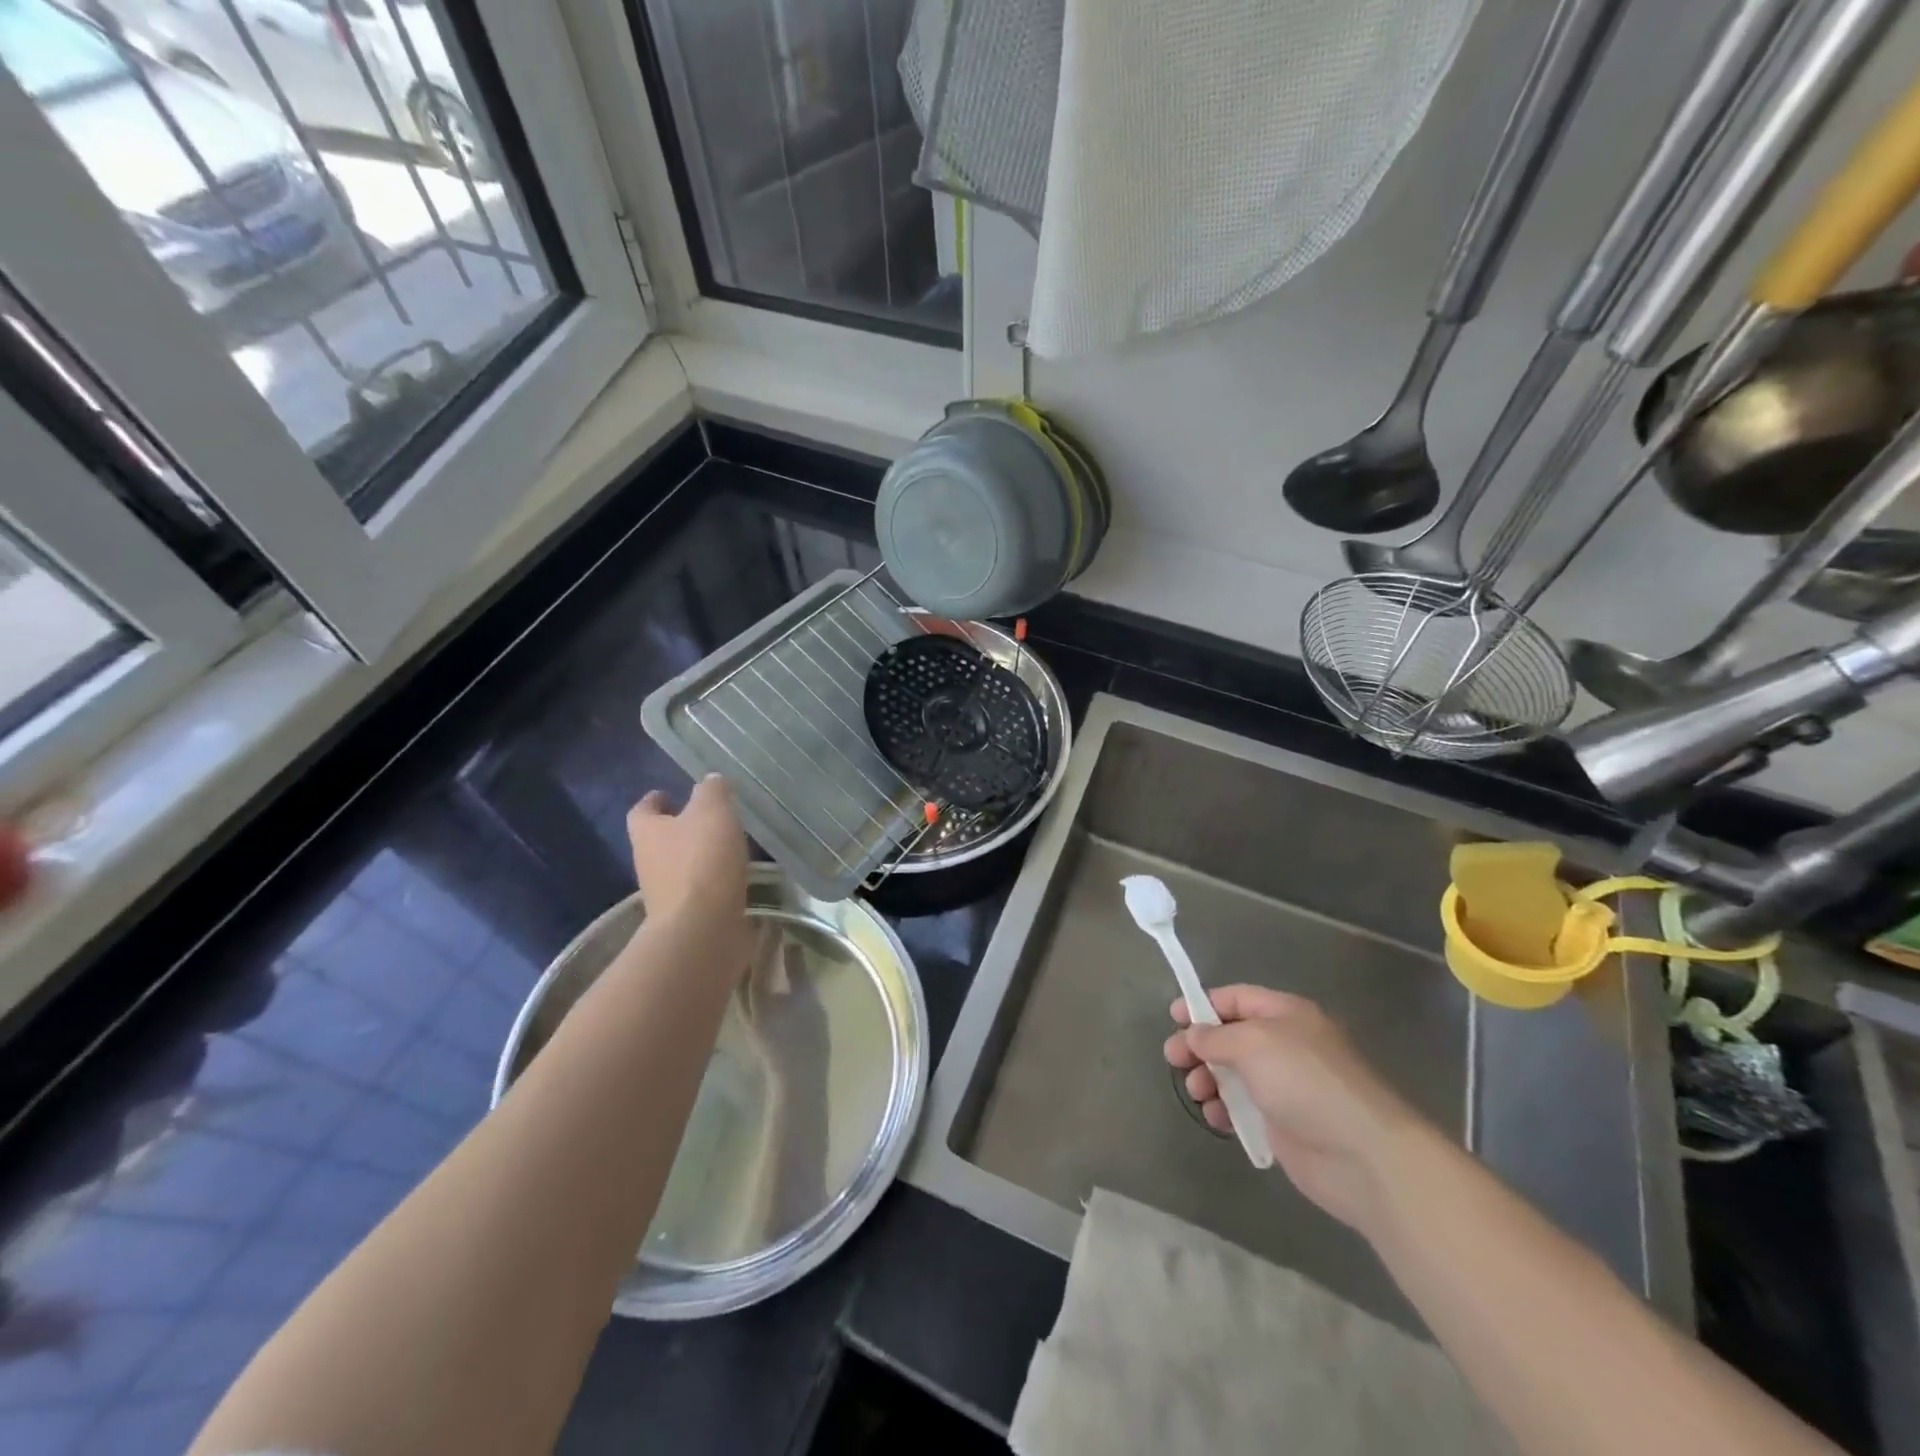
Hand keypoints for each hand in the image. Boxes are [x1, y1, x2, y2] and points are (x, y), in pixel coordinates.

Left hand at [626, 776, 748, 932]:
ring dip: (698, 858)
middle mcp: (648, 862)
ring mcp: (665, 894)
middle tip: (707, 819)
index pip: (643, 810)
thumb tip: (710, 780)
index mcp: (648, 832)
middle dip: (679, 830)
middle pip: (659, 840)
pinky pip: (699, 892)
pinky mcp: (686, 917)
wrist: (702, 929)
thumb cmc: (702, 861)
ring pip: (680, 867)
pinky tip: (736, 878)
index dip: (654, 800)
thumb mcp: (712, 811)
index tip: (668, 793)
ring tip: (728, 848)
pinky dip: (713, 883)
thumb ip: (712, 791)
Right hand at [1163, 986, 1423, 1235]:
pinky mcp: (1284, 1124)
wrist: (1361, 1155)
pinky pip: (1243, 1107)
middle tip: (1173, 1059)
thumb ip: (1215, 1036)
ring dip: (1208, 1078)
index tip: (1173, 1018)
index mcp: (1286, 1014)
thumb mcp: (1253, 1043)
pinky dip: (1224, 1109)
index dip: (1204, 1004)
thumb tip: (1193, 1035)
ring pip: (1233, 1073)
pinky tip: (1215, 1118)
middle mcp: (1286, 1045)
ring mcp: (1286, 1086)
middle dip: (1200, 1045)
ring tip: (1196, 1092)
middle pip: (1231, 1036)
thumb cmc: (1305, 1082)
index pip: (1237, 998)